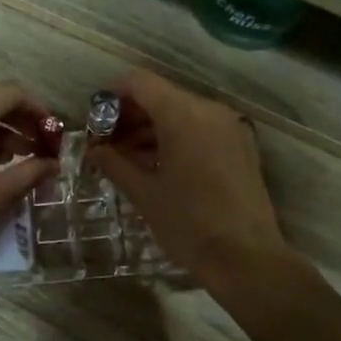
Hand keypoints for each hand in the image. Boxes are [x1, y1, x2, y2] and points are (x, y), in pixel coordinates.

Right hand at [86, 69, 290, 292]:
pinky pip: (200, 130)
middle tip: (107, 147)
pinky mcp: (241, 146)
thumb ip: (115, 164)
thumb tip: (94, 151)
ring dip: (152, 130)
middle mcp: (210, 110)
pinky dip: (176, 139)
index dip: (112, 95)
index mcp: (183, 115)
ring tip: (127, 162)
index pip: (139, 82)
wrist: (246, 258)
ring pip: (181, 114)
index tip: (95, 121)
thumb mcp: (144, 194)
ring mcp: (230, 127)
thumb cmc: (188, 224)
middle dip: (130, 117)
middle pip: (161, 96)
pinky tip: (158, 168)